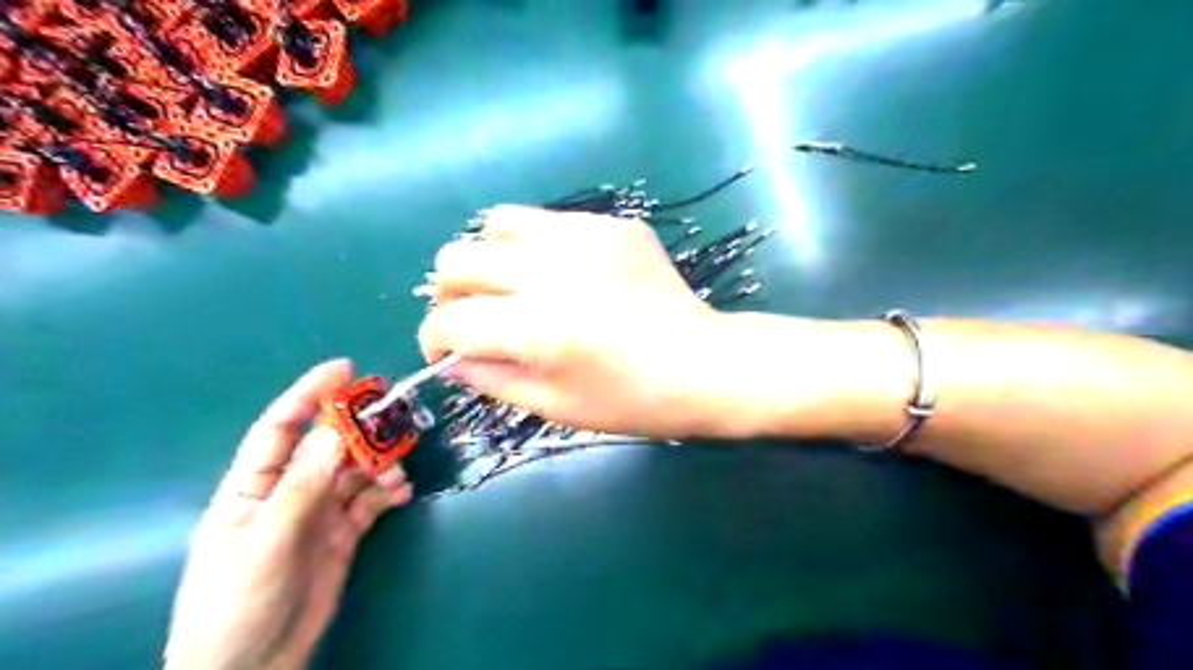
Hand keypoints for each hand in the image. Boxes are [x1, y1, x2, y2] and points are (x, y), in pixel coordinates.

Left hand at [162, 361, 415, 669]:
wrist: (252, 668)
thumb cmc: (238, 601)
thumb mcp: (267, 540)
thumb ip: (303, 485)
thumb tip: (336, 431)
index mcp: (254, 487)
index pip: (280, 428)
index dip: (309, 395)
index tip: (345, 369)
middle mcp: (289, 492)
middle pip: (328, 446)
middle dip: (359, 429)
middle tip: (393, 416)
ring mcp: (318, 513)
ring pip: (355, 472)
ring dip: (379, 464)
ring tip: (397, 473)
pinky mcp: (342, 534)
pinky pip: (370, 501)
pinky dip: (388, 492)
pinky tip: (401, 493)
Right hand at [415, 208, 743, 437]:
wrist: (700, 363)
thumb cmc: (629, 399)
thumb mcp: (553, 406)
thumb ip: (490, 379)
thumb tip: (450, 357)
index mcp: (536, 328)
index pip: (450, 320)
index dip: (434, 339)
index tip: (444, 350)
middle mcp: (550, 271)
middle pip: (456, 258)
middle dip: (450, 293)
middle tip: (473, 316)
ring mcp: (583, 237)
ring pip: (496, 223)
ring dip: (489, 258)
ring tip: (512, 285)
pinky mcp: (610, 224)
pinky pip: (548, 221)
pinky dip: (537, 248)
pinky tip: (563, 274)